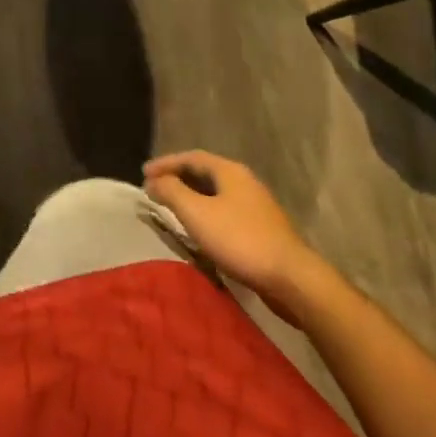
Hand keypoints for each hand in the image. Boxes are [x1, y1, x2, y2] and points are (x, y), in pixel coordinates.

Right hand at [144, 152, 324, 318]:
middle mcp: (245, 182)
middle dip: (178, 178)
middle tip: (156, 188)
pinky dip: (206, 213)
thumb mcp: (196, 212)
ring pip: (217, 193)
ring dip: (192, 197)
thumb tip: (153, 180)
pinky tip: (200, 229)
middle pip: (205, 173)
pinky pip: (226, 211)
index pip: (191, 157)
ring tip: (173, 208)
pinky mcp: (263, 229)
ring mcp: (257, 206)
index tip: (143, 174)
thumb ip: (171, 191)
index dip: (165, 163)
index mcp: (230, 171)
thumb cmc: (239, 239)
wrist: (291, 279)